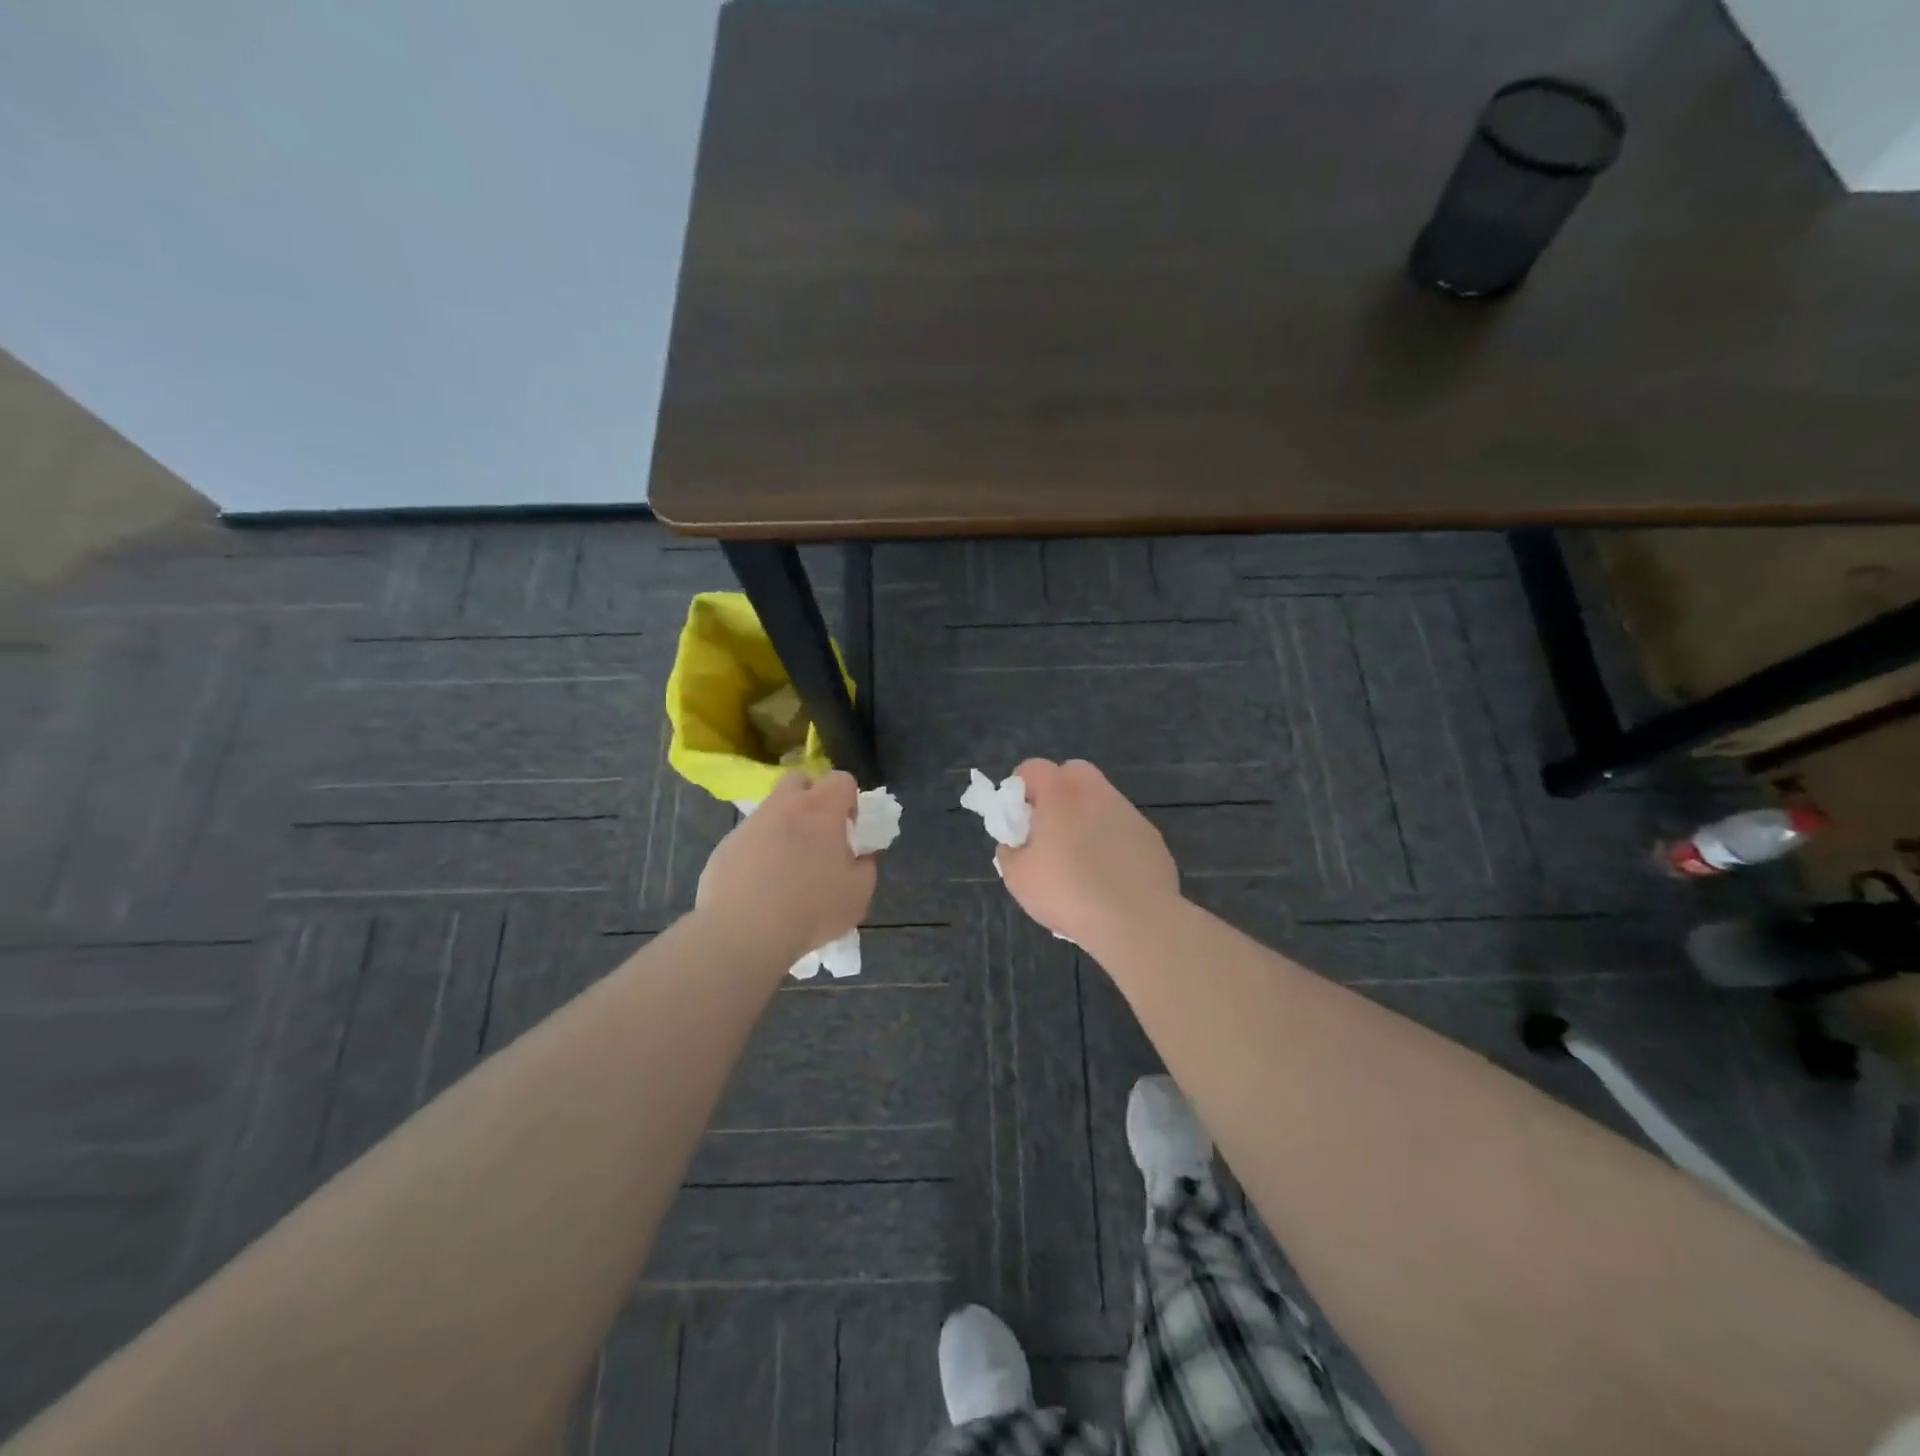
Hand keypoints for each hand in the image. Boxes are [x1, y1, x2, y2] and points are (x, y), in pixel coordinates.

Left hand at [696, 771, 876, 961]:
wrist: (745, 932)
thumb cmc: (812, 909)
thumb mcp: (858, 894)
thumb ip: (865, 867)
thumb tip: (860, 857)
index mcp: (821, 809)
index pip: (842, 779)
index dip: (849, 800)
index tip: (848, 830)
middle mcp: (783, 806)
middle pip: (799, 780)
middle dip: (811, 798)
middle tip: (817, 834)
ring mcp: (750, 825)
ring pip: (770, 811)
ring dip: (783, 827)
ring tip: (786, 868)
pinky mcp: (724, 847)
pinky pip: (748, 840)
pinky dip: (757, 853)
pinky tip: (760, 887)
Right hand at [996, 759, 1180, 947]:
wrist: (1135, 921)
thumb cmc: (1067, 892)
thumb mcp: (1018, 877)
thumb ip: (1010, 851)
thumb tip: (1016, 844)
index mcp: (1060, 794)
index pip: (1033, 767)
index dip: (1020, 787)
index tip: (1018, 817)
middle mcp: (1096, 792)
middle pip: (1072, 773)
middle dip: (1057, 792)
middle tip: (1049, 830)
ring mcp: (1128, 812)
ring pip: (1101, 801)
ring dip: (1087, 817)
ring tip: (1081, 860)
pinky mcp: (1151, 836)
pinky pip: (1123, 829)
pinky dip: (1113, 841)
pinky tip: (1110, 876)